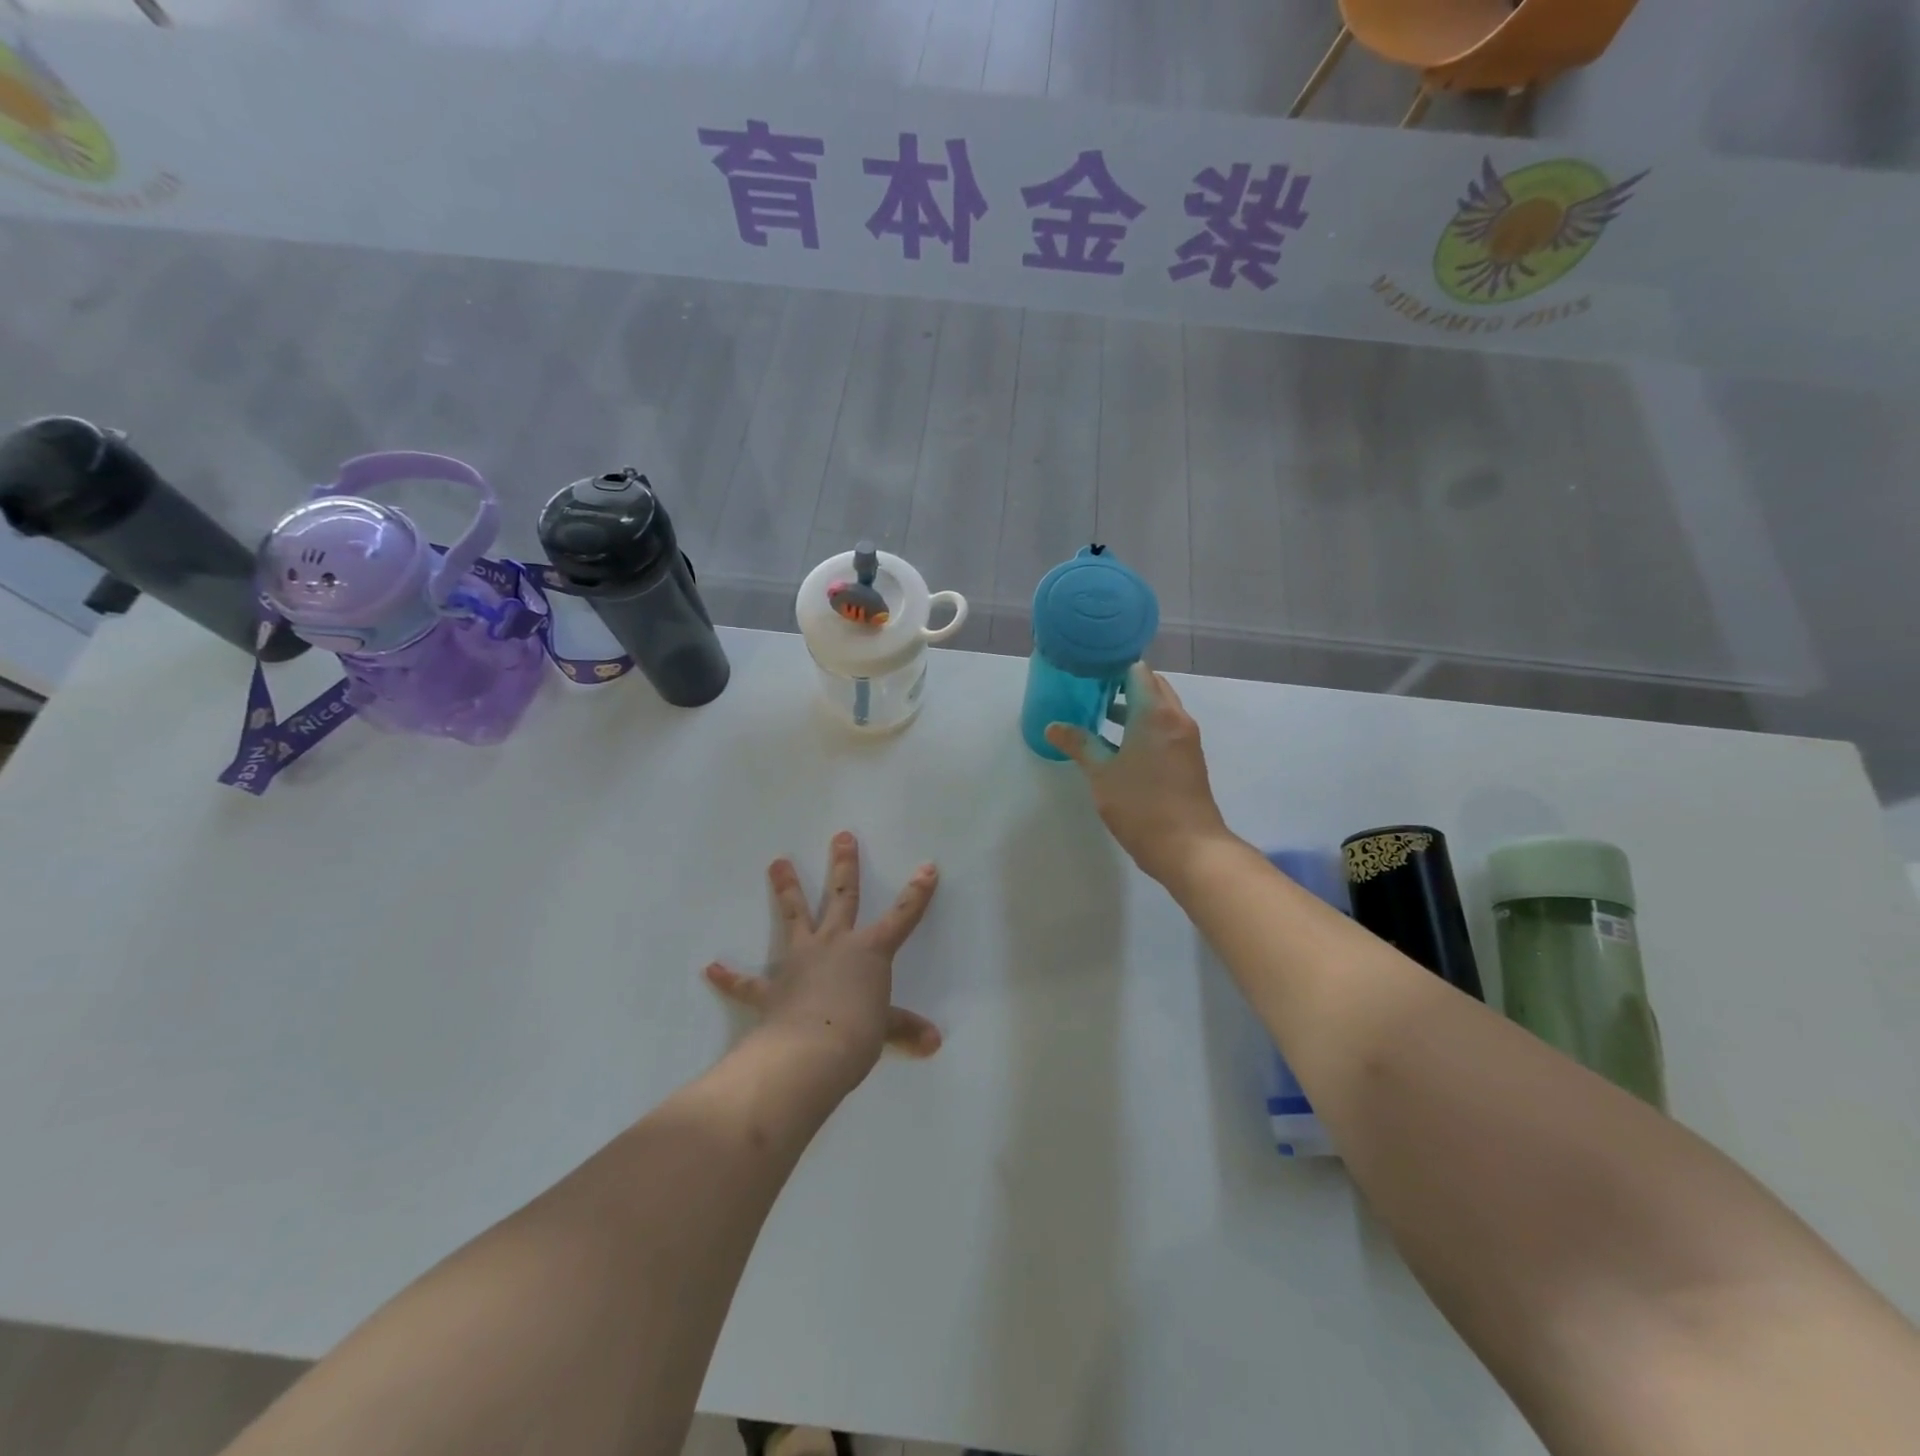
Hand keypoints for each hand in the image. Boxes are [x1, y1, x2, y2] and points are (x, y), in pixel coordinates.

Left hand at [704, 833, 941, 1082]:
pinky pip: (747, 982)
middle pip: (841, 896)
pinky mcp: (771, 987)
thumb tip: (933, 1043)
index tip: (928, 866)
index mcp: (870, 952)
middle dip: (844, 865)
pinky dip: (729, 976)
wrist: (811, 1051)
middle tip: (841, 836)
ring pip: (794, 915)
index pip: (902, 916)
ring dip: (787, 888)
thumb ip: (905, 1029)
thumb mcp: (886, 1030)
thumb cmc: (858, 1034)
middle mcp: (835, 944)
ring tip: (778, 862)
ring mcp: (800, 960)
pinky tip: (712, 968)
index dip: (917, 892)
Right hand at [1045, 662, 1233, 886]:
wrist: (1189, 847)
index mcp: (1155, 713)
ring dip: (1134, 707)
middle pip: (1152, 686)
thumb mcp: (1101, 774)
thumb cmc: (1141, 805)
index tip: (1088, 673)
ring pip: (1160, 708)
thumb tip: (1053, 726)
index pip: (1137, 671)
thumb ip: (1079, 744)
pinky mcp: (1189, 759)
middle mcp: (1176, 718)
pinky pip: (1165, 728)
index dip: (1112, 668)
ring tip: (1100, 717)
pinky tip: (1121, 745)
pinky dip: (1145, 726)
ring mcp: (1186, 739)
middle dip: (1123, 685)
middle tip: (1091, 692)